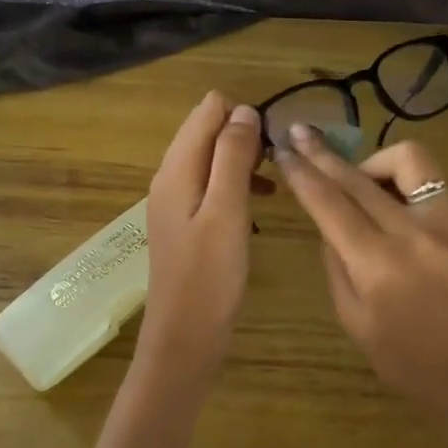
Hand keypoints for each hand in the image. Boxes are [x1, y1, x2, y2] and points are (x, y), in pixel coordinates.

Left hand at [136, 92, 264, 385]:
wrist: (185, 336)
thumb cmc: (209, 276)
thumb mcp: (227, 211)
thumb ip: (233, 158)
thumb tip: (243, 110)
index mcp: (176, 170)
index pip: (206, 112)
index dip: (242, 115)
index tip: (273, 141)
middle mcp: (170, 178)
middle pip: (206, 133)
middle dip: (244, 136)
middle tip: (278, 164)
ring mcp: (176, 203)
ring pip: (211, 160)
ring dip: (243, 160)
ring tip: (275, 179)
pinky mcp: (187, 224)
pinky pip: (212, 187)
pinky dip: (236, 184)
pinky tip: (260, 201)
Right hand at [276, 127, 447, 437]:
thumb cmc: (411, 365)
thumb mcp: (356, 325)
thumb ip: (337, 267)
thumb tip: (329, 225)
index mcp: (377, 266)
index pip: (330, 204)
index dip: (303, 173)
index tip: (283, 149)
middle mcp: (410, 234)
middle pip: (359, 178)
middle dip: (324, 154)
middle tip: (299, 134)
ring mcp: (444, 224)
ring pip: (406, 160)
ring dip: (371, 159)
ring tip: (355, 177)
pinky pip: (430, 180)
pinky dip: (401, 175)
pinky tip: (387, 192)